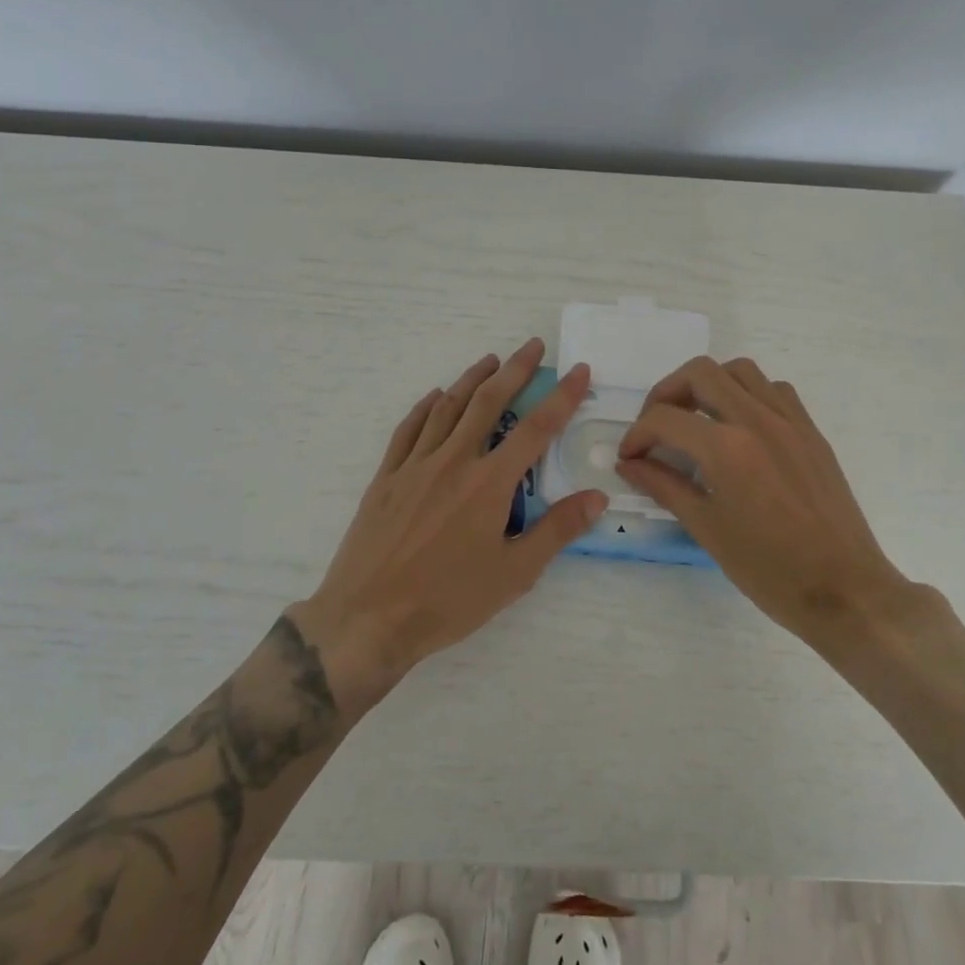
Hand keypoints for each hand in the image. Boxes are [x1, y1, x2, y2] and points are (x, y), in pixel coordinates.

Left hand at [293, 339, 608, 707]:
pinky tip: (435, 397)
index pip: (536, 429)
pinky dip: (425, 407)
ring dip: (472, 379)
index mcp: (489, 483)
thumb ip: (557, 530)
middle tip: (533, 346)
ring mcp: (415, 466)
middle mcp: (453, 461)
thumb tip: (597, 497)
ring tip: (490, 360)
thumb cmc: (447, 601)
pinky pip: (408, 430)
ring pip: (447, 408)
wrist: (368, 619)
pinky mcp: (386, 478)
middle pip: (488, 402)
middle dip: (515, 370)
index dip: (562, 397)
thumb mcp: (514, 574)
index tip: (579, 371)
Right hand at [614, 356, 919, 648]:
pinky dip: (747, 394)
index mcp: (727, 448)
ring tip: (695, 419)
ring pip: (740, 370)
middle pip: (700, 372)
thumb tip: (630, 464)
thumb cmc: (769, 569)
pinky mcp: (811, 432)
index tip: (630, 458)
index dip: (637, 435)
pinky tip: (739, 427)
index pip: (664, 418)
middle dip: (666, 393)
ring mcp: (790, 421)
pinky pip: (774, 390)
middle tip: (656, 426)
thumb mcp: (706, 528)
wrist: (845, 590)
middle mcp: (757, 420)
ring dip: (708, 384)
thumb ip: (664, 486)